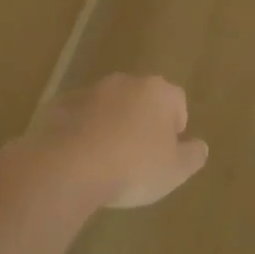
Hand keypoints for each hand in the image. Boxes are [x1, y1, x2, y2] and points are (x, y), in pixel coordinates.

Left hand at [27, 73, 208, 208]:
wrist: (66, 168)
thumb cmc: (132, 167)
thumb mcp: (175, 171)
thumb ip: (193, 156)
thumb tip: (199, 146)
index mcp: (157, 92)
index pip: (176, 100)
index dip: (176, 124)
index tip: (169, 149)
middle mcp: (123, 83)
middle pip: (140, 98)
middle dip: (142, 121)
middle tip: (140, 155)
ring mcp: (86, 92)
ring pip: (107, 106)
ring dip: (110, 125)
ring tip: (106, 160)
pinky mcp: (55, 106)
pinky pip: (77, 118)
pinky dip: (81, 133)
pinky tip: (79, 160)